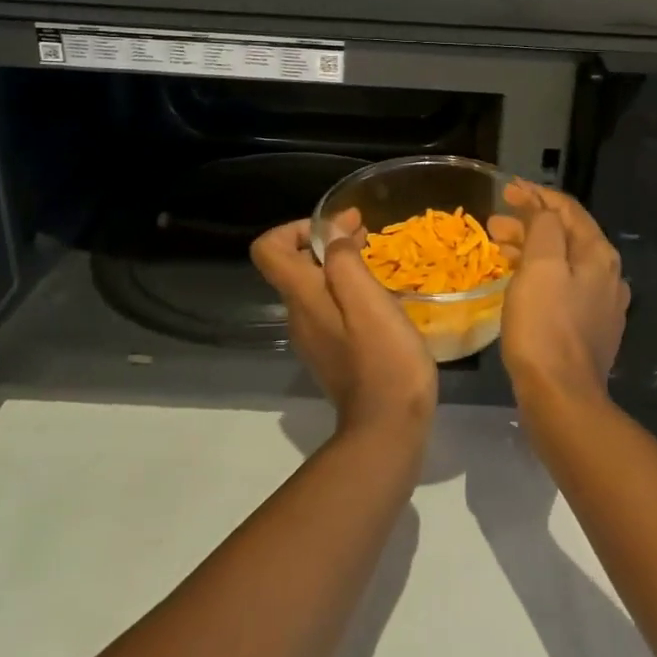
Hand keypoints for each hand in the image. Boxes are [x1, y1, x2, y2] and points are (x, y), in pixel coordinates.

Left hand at [251, 212, 437, 435]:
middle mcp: (299, 315)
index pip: (268, 249)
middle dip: (325, 242)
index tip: (335, 228)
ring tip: (375, 259)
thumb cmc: (383, 359)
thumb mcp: (368, 301)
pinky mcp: (332, 353)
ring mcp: (314, 338)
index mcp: (302, 298)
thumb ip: (344, 262)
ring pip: (314, 287)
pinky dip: (348, 290)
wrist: (388, 428)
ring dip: (338, 265)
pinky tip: (379, 297)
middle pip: (292, 265)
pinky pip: (330, 308)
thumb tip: (332, 234)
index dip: (295, 228)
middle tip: (365, 233)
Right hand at [490, 183, 629, 409]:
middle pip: (566, 235)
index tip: (506, 190)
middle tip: (494, 224)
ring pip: (563, 263)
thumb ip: (543, 227)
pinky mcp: (589, 330)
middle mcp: (607, 276)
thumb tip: (540, 207)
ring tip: (498, 250)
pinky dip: (539, 276)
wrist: (561, 398)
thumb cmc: (545, 327)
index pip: (568, 210)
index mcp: (599, 255)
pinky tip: (519, 284)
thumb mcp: (540, 266)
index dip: (536, 195)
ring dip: (531, 249)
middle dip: (529, 223)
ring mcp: (601, 306)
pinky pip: (563, 288)